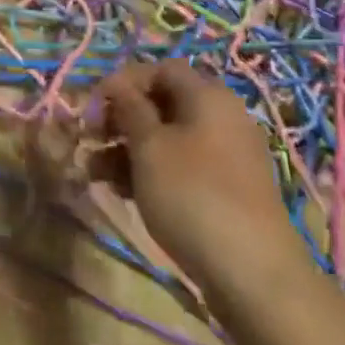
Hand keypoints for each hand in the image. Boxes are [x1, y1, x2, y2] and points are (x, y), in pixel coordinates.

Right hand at [95, 61, 295, 286]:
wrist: (254, 275)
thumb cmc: (192, 194)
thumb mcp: (149, 146)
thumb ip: (128, 108)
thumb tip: (116, 84)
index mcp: (207, 95)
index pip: (159, 69)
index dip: (123, 82)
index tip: (93, 107)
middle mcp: (222, 117)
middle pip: (162, 104)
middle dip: (121, 120)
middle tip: (90, 140)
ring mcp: (227, 156)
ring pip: (168, 139)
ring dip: (128, 149)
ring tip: (95, 173)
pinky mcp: (227, 190)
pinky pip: (182, 166)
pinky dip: (151, 172)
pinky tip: (122, 192)